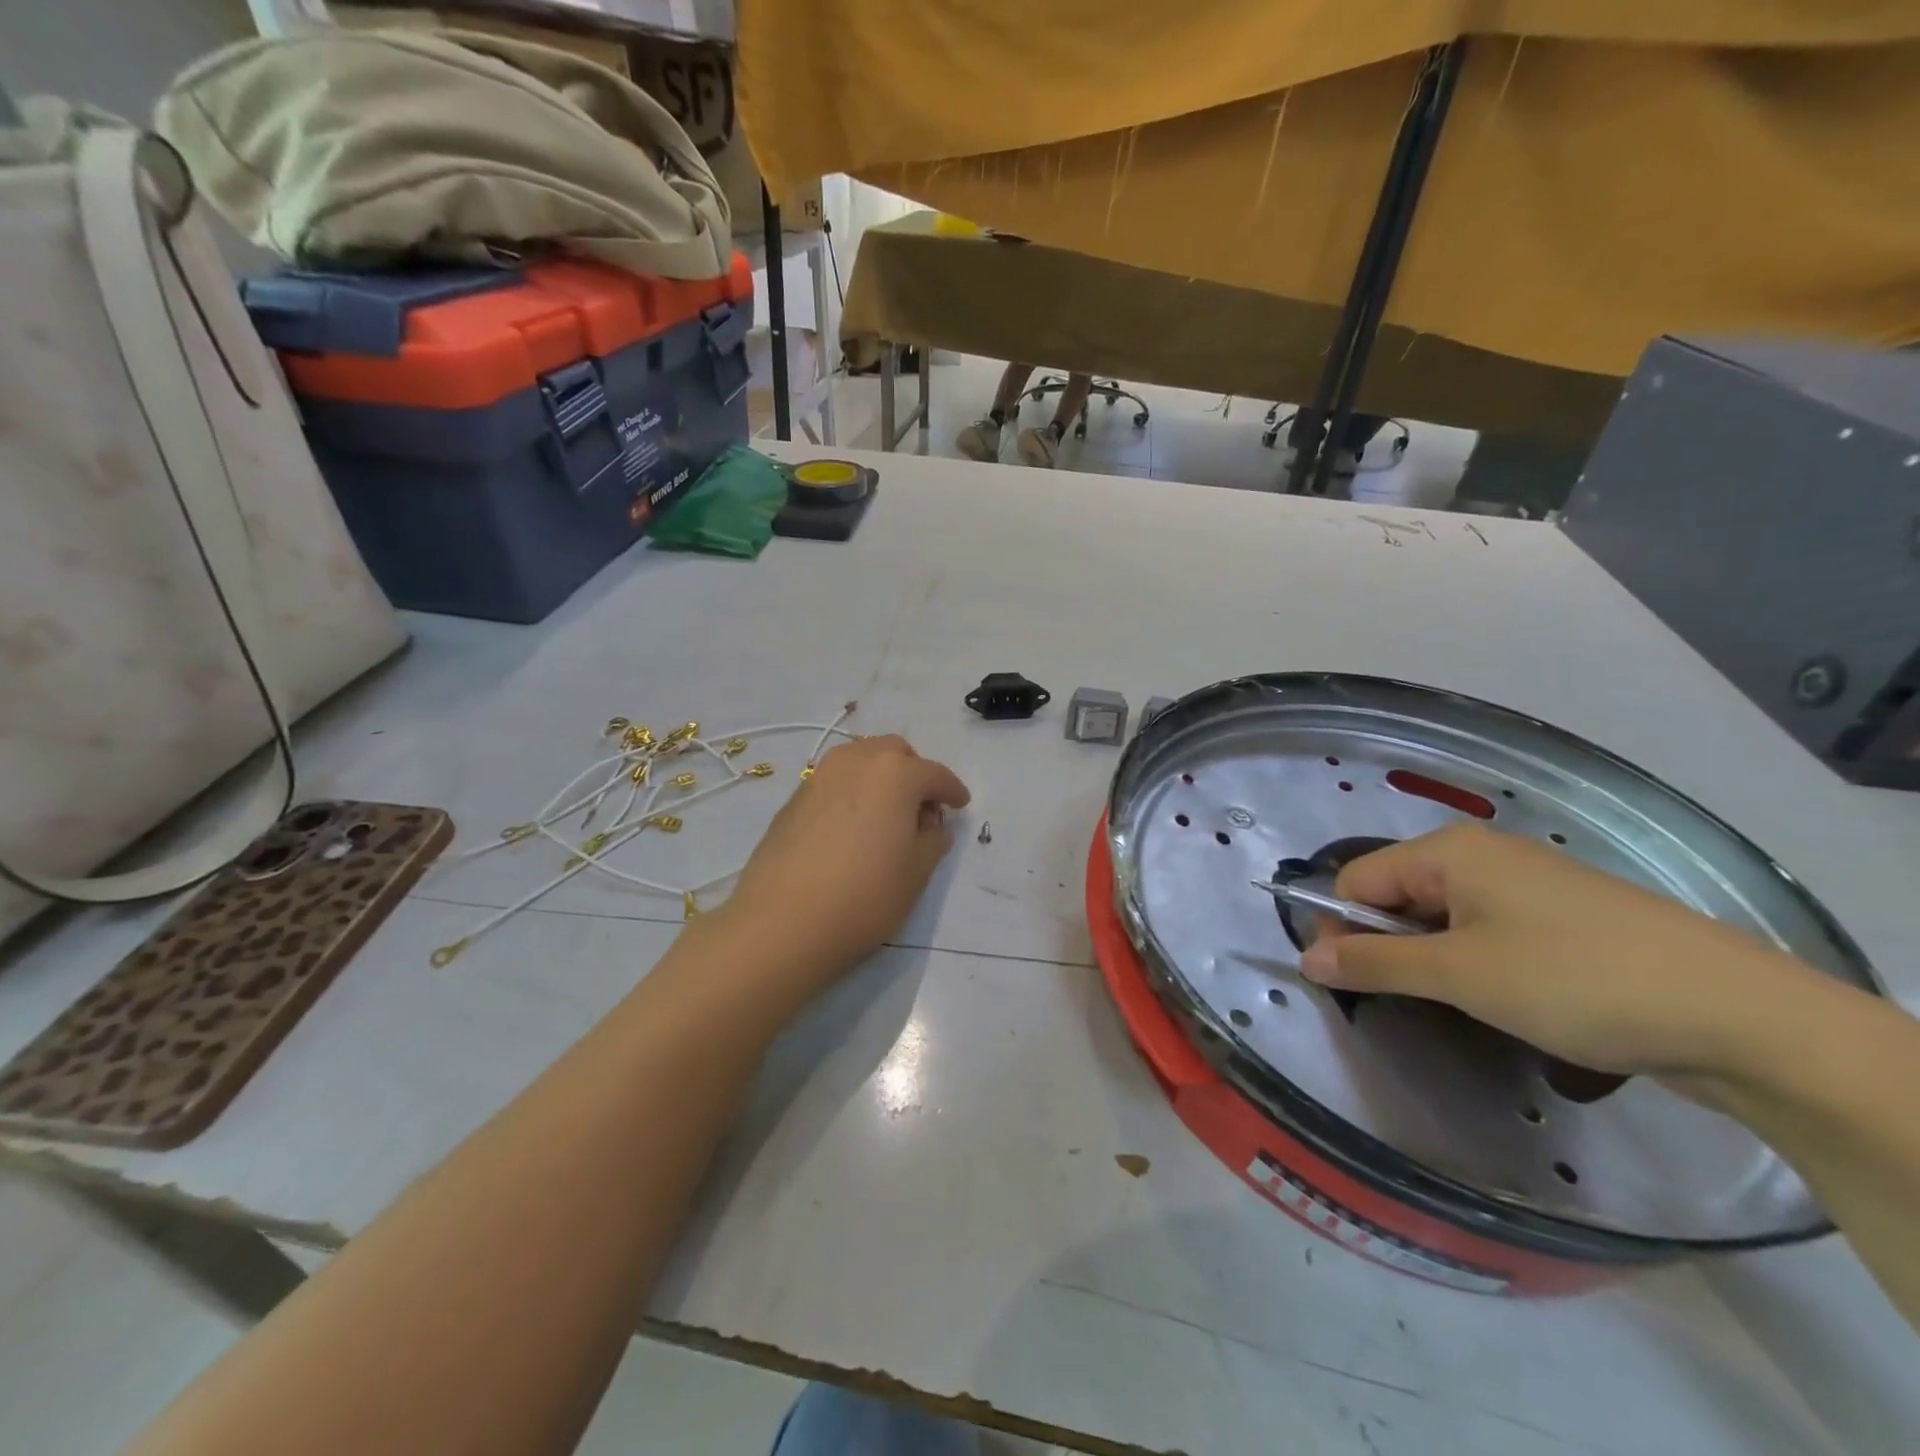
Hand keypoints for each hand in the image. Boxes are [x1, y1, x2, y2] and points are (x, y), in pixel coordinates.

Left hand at [724, 735, 969, 988]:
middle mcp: (857, 761)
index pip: (935, 774)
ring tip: (886, 815)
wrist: (782, 923)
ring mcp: (820, 776)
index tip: (960, 806)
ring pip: (860, 761)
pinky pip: (835, 782)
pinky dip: (852, 793)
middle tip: (921, 809)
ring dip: (880, 778)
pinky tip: (852, 828)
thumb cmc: (864, 896)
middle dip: (914, 773)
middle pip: (894, 753)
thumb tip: (931, 826)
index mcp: (896, 772)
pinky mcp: (794, 798)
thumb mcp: (916, 872)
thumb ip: (932, 841)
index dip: (952, 791)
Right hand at [1297, 825, 1824, 1085]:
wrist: (1740, 1016)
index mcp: (1448, 851)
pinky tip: (1505, 998)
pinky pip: (1488, 928)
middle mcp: (1482, 854)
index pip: (1356, 881)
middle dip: (1389, 945)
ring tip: (1459, 1004)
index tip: (1350, 983)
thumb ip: (1373, 963)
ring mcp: (1528, 882)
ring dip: (1433, 958)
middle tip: (1407, 1000)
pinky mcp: (1564, 915)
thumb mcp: (1459, 975)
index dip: (1341, 929)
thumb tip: (1306, 959)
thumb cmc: (1573, 981)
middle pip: (1397, 894)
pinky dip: (1475, 960)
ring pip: (1443, 915)